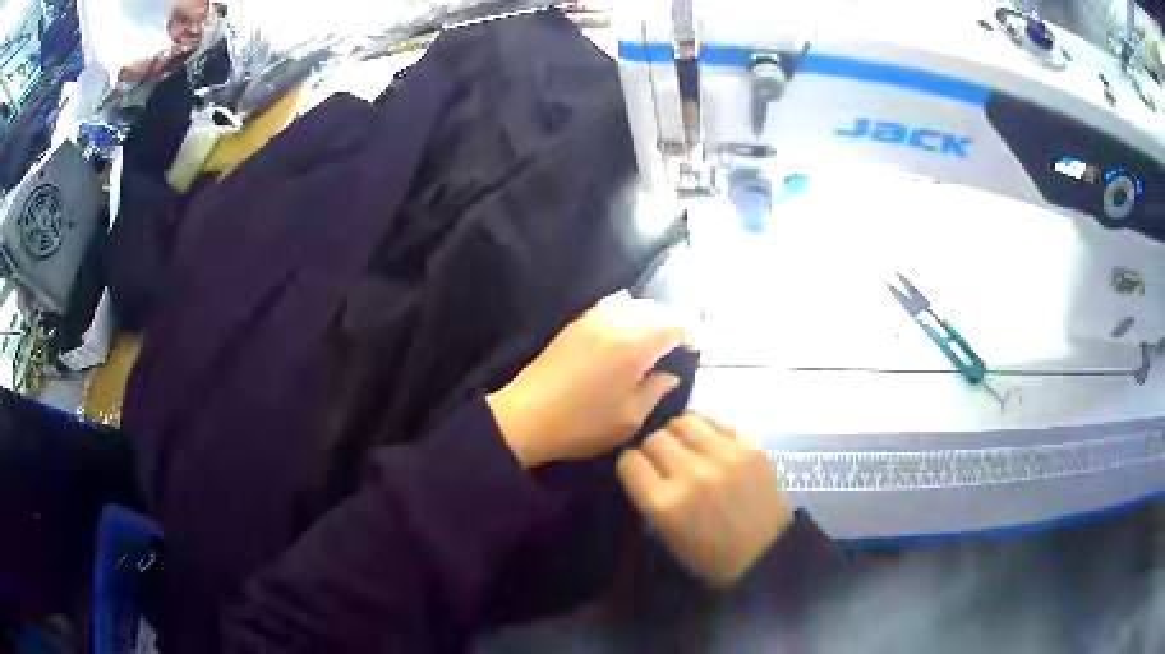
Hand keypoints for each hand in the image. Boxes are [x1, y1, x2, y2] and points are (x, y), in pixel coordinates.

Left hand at [487, 290, 687, 467]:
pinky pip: (609, 304)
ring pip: (633, 302)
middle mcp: (616, 322)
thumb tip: (671, 374)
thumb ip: (656, 390)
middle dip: (673, 322)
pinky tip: (626, 326)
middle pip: (656, 309)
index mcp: (635, 345)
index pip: (675, 324)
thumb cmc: (583, 424)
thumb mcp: (630, 418)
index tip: (696, 349)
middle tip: (680, 345)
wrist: (526, 417)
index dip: (691, 333)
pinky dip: (626, 309)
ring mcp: (592, 319)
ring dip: (650, 315)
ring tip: (655, 336)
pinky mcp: (575, 324)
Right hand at [617, 414, 792, 586]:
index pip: (630, 462)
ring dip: (676, 434)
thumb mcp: (665, 534)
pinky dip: (704, 429)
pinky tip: (706, 442)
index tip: (638, 472)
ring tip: (684, 447)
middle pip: (654, 438)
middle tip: (663, 462)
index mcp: (664, 505)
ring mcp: (722, 457)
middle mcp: (691, 475)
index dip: (631, 466)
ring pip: (682, 422)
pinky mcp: (748, 447)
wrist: (764, 553)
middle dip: (652, 449)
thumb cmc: (708, 555)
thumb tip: (641, 464)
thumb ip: (649, 496)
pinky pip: (714, 421)